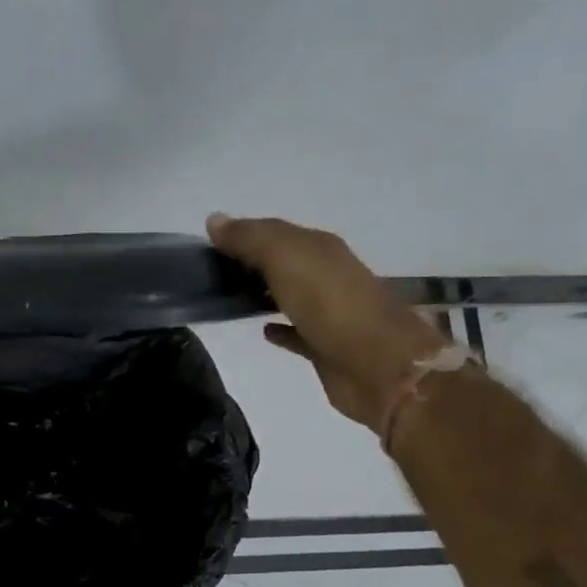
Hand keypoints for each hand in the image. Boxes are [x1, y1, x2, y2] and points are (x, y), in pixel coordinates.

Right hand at [207, 213, 444, 431]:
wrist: (380, 366)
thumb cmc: (332, 305)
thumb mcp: (287, 258)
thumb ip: (251, 238)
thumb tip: (214, 220)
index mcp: (320, 248)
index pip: (274, 231)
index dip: (242, 234)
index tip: (206, 244)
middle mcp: (326, 275)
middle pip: (282, 262)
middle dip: (251, 262)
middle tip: (210, 272)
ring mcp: (328, 313)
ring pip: (289, 295)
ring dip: (263, 292)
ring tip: (227, 298)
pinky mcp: (325, 348)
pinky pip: (296, 333)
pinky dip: (279, 328)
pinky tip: (261, 331)